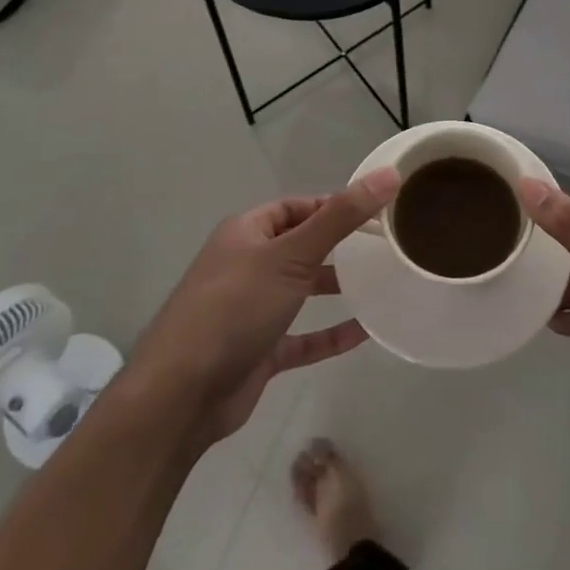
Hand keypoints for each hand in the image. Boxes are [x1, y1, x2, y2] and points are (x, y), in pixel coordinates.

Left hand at [129, 170, 398, 443]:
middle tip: (384, 246)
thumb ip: (341, 216)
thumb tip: (389, 174)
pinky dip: (328, 334)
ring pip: (299, 290)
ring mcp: (251, 310)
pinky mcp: (257, 351)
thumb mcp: (292, 253)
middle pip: (299, 245)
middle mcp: (246, 265)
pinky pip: (301, 337)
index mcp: (247, 232)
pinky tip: (364, 333)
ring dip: (334, 287)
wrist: (180, 395)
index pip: (297, 207)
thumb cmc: (235, 307)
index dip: (334, 205)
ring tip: (380, 283)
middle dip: (338, 245)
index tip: (376, 211)